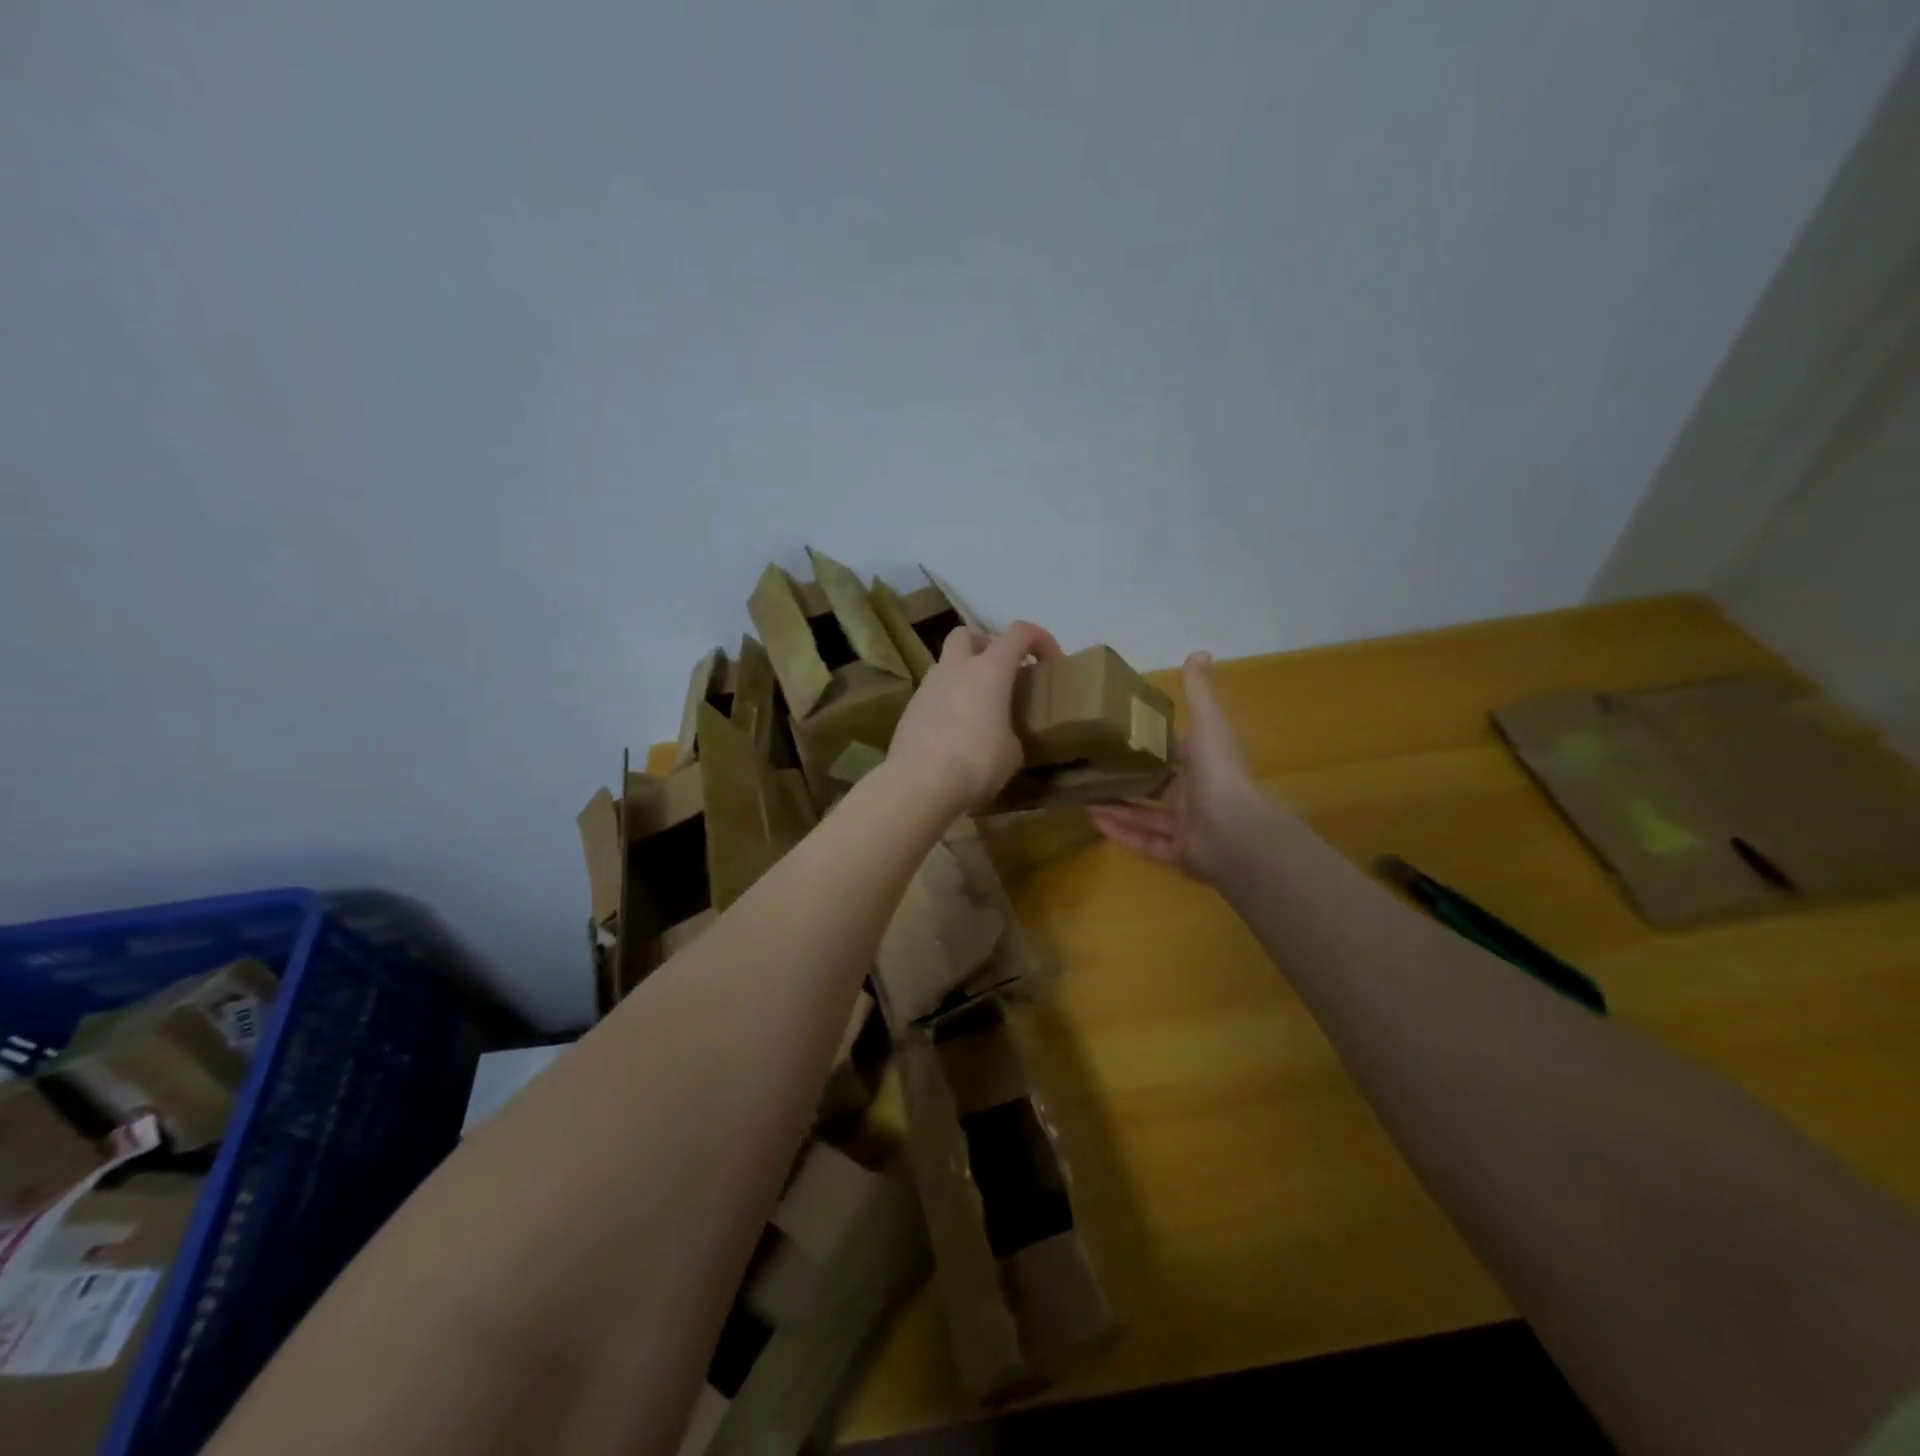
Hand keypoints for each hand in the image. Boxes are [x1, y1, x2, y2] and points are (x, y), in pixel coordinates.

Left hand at [887, 621, 1063, 812]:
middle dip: (985, 646)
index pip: (1018, 633)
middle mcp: (955, 668)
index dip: (1039, 638)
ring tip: (978, 709)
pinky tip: (954, 731)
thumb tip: (1004, 735)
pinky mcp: (909, 710)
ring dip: (963, 677)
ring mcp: (927, 687)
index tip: (1050, 660)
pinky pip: (933, 695)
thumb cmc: (976, 762)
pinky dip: (947, 702)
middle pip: (967, 635)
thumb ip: (1012, 731)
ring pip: (946, 665)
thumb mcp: (1012, 752)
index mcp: (989, 670)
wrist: (920, 783)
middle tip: (1000, 674)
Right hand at [1088, 652, 1266, 885]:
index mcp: (1203, 766)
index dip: (1145, 744)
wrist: (1236, 834)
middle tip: (1087, 766)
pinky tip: (1092, 820)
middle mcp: (1195, 796)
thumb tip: (1199, 652)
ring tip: (1081, 793)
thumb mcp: (1209, 725)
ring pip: (1144, 816)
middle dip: (1124, 778)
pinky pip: (1143, 842)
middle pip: (1154, 786)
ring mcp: (1186, 828)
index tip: (1112, 734)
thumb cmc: (1220, 775)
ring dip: (1115, 805)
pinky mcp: (1176, 854)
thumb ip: (1200, 693)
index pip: (1171, 752)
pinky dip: (1119, 832)